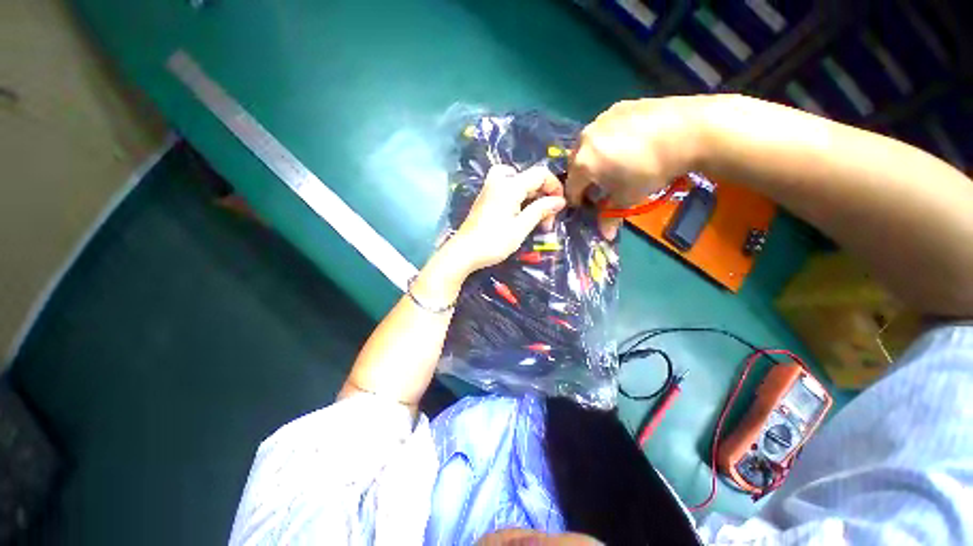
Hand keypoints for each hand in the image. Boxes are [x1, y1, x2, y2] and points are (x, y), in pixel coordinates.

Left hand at [445, 164, 565, 274]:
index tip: (559, 207)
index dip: (554, 187)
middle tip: (546, 219)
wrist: (464, 252)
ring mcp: (489, 188)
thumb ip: (540, 210)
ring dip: (530, 193)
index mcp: (509, 186)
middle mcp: (499, 181)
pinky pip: (506, 187)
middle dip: (542, 195)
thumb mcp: (520, 228)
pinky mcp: (485, 198)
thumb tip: (560, 201)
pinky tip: (519, 212)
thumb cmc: (493, 242)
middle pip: (528, 177)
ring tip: (533, 213)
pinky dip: (517, 195)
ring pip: (516, 179)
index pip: (540, 174)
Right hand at [566, 97, 703, 238]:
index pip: (571, 188)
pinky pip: (604, 129)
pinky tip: (629, 143)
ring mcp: (600, 119)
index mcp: (582, 164)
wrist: (690, 130)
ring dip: (594, 158)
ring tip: (615, 162)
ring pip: (588, 145)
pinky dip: (608, 140)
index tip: (588, 205)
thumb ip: (611, 217)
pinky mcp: (618, 106)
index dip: (578, 200)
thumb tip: (606, 236)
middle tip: (601, 185)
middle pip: (576, 165)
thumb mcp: (628, 197)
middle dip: (584, 178)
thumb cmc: (651, 170)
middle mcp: (584, 139)